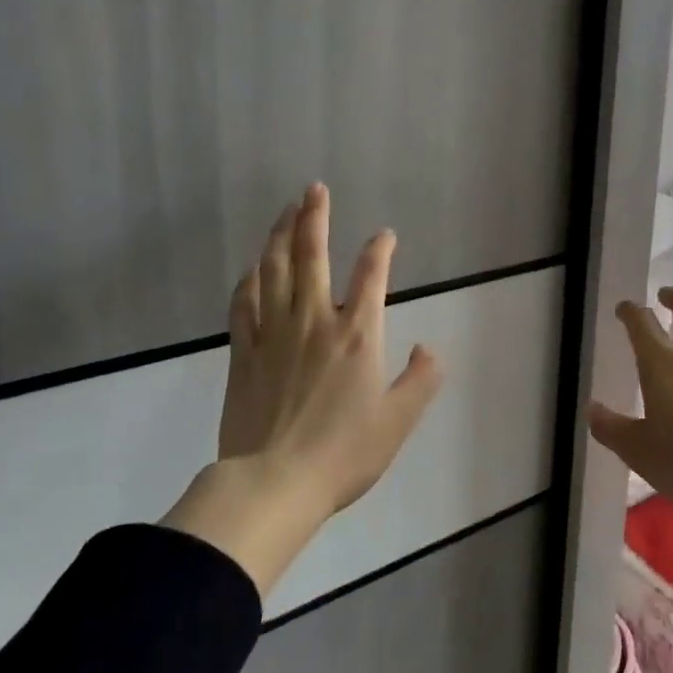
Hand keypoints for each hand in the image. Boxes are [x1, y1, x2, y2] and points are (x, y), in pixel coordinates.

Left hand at [163, 184, 443, 595]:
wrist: (274, 484)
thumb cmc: (343, 453)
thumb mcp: (399, 421)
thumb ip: (422, 379)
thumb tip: (429, 347)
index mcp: (357, 334)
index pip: (371, 275)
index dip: (380, 249)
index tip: (385, 235)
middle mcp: (314, 321)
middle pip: (311, 255)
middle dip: (314, 217)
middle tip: (315, 189)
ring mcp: (274, 333)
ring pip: (273, 269)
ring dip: (279, 235)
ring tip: (285, 211)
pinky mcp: (244, 351)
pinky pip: (244, 302)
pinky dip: (250, 279)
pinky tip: (254, 267)